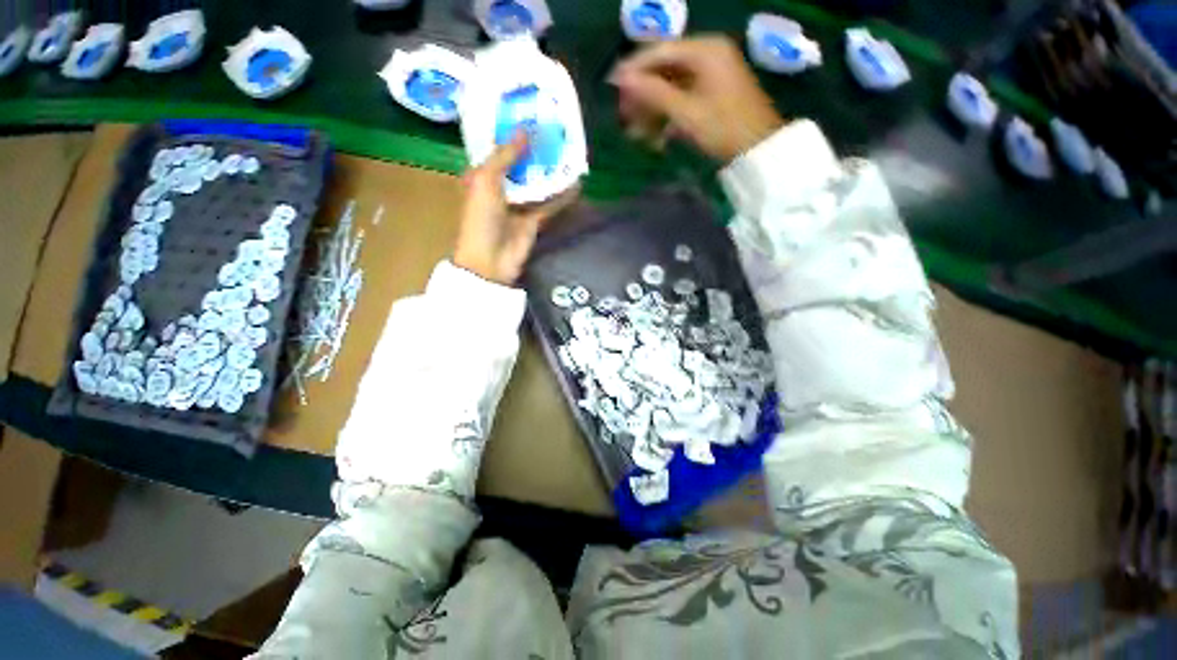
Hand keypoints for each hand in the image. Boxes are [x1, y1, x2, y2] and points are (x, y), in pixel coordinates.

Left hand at [453, 134, 577, 285]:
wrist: (490, 260)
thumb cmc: (481, 218)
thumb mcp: (486, 180)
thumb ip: (505, 156)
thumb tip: (525, 130)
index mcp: (481, 176)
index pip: (496, 149)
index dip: (510, 133)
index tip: (528, 114)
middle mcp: (500, 188)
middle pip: (520, 164)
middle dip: (535, 149)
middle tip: (554, 128)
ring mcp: (518, 205)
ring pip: (537, 182)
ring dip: (550, 169)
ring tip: (568, 149)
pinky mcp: (533, 221)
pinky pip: (549, 204)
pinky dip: (562, 196)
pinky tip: (576, 183)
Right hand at [610, 36, 784, 163]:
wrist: (758, 151)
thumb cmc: (723, 128)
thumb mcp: (686, 111)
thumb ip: (653, 93)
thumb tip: (622, 78)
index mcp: (706, 50)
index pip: (661, 51)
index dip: (635, 68)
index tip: (613, 84)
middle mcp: (709, 55)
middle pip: (665, 69)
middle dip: (643, 95)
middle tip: (624, 116)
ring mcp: (712, 75)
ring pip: (672, 87)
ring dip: (653, 110)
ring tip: (637, 133)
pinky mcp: (713, 94)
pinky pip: (683, 99)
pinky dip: (668, 116)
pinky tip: (656, 137)